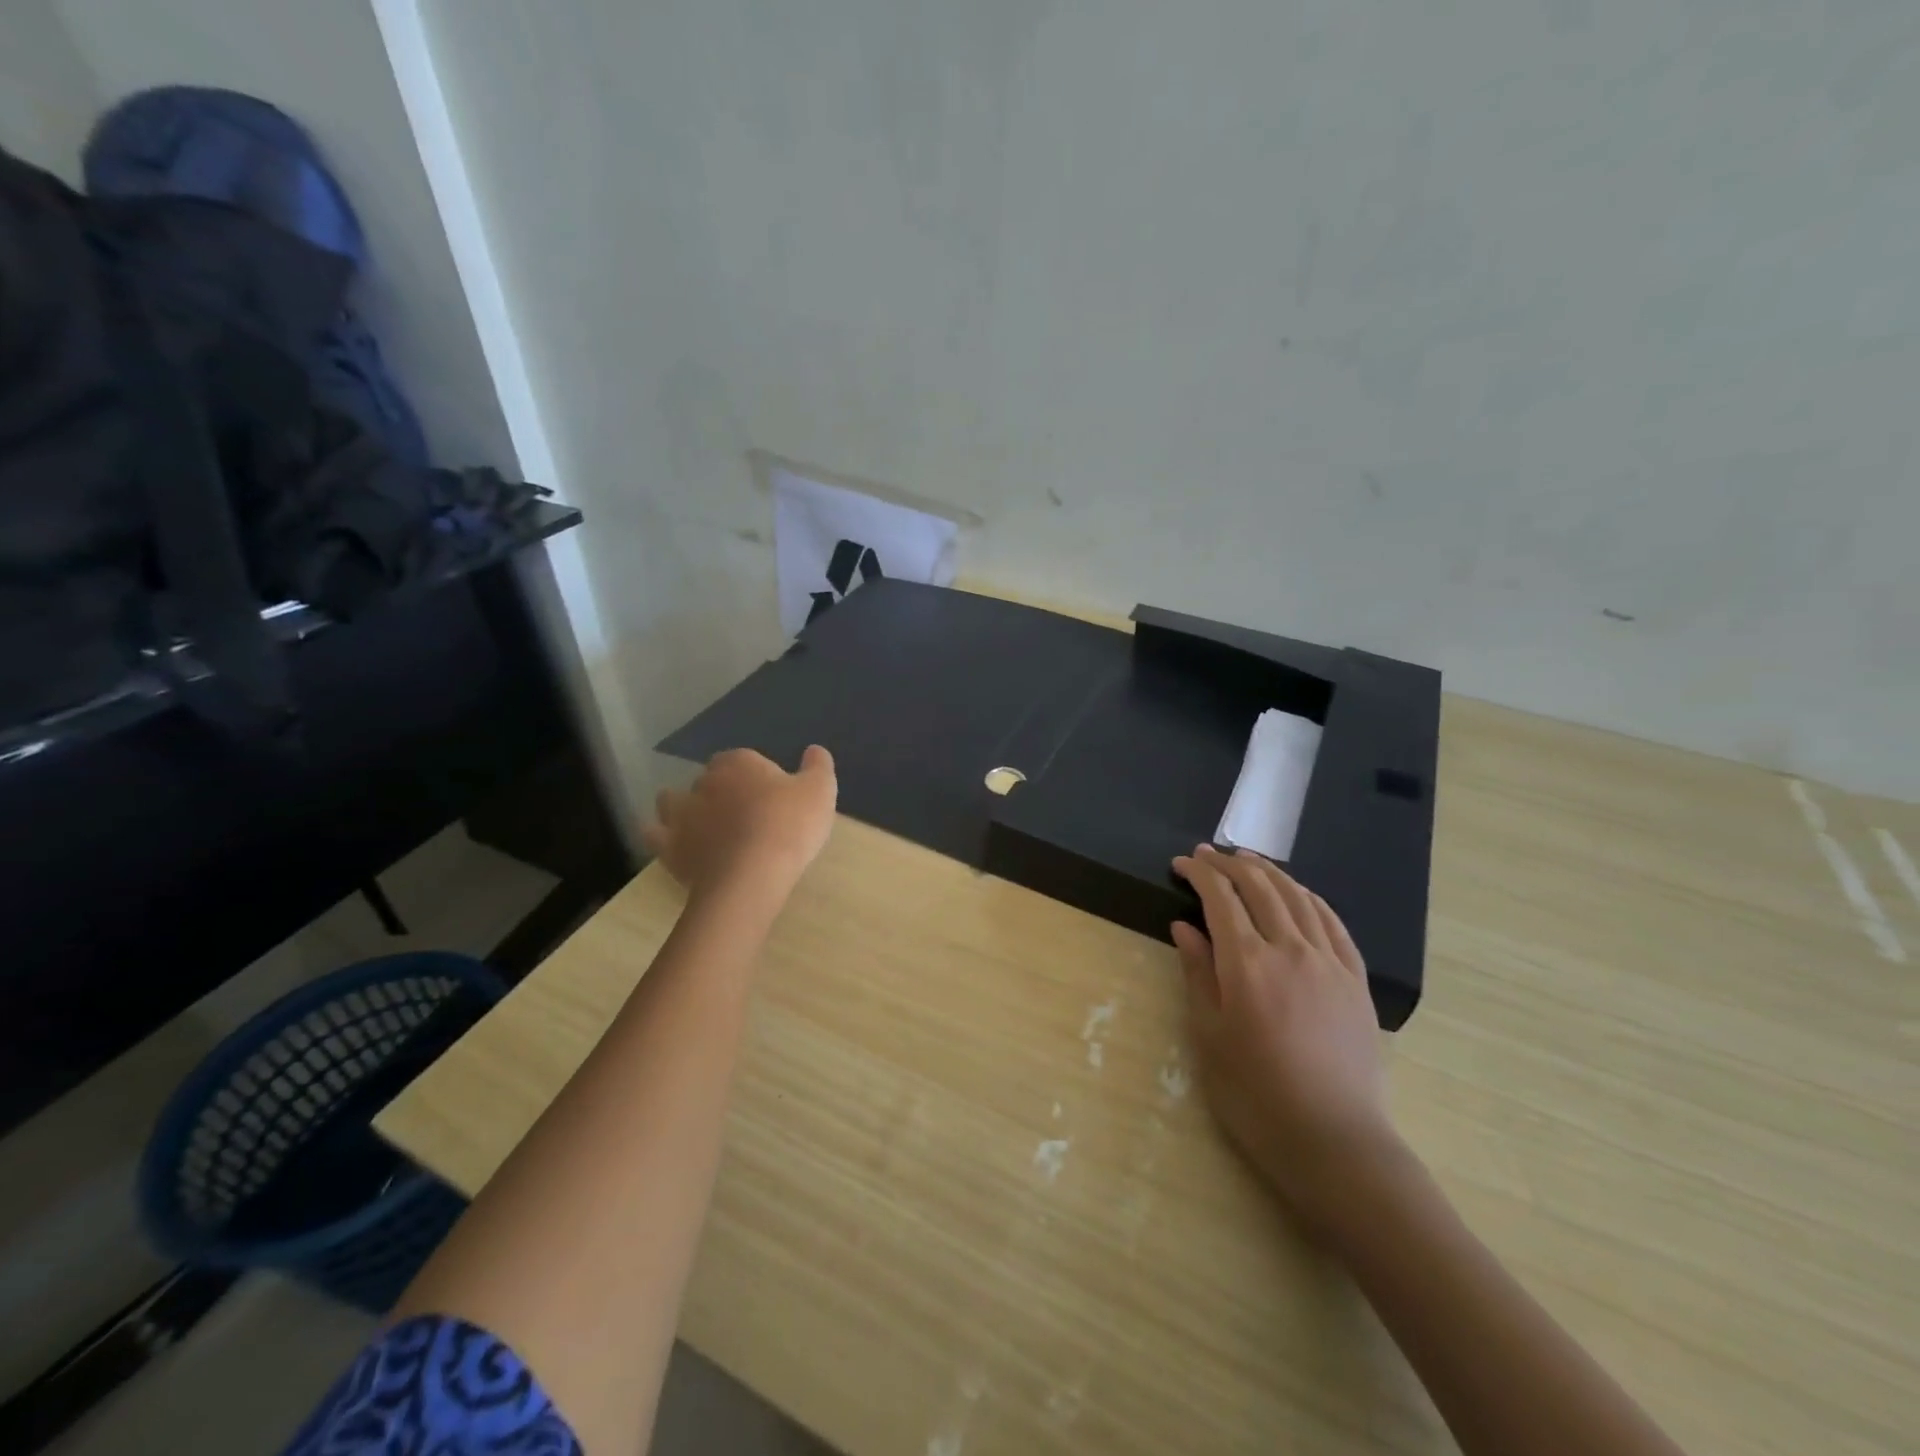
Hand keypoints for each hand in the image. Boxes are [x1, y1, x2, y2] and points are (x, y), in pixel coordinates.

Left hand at [642, 746, 837, 901]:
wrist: (752, 874)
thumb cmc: (790, 825)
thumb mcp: (820, 791)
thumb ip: (818, 766)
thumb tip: (814, 750)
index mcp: (739, 763)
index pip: (744, 759)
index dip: (756, 776)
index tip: (771, 795)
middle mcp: (704, 781)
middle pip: (710, 779)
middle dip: (722, 790)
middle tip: (744, 813)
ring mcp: (682, 814)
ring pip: (673, 800)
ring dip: (683, 806)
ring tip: (702, 823)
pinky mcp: (669, 846)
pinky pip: (655, 834)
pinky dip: (660, 835)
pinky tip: (673, 843)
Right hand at [1172, 845, 1402, 1237]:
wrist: (1335, 1141)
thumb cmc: (1256, 1095)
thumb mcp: (1210, 1036)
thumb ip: (1198, 974)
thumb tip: (1184, 927)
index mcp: (1248, 964)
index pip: (1221, 898)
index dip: (1199, 873)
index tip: (1180, 863)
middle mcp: (1291, 950)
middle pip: (1260, 887)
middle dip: (1229, 864)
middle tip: (1207, 854)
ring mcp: (1330, 962)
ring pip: (1298, 896)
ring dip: (1269, 871)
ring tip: (1247, 860)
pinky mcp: (1355, 980)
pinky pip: (1332, 922)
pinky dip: (1309, 897)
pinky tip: (1298, 892)